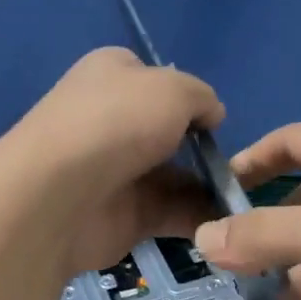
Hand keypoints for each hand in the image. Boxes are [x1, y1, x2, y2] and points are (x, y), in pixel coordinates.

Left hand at [5, 48, 225, 275]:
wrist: (60, 196)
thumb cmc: (117, 123)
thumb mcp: (173, 89)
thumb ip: (202, 97)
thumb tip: (212, 114)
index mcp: (112, 76)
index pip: (153, 78)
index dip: (186, 96)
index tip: (211, 118)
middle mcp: (111, 120)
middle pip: (168, 132)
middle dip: (203, 148)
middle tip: (236, 164)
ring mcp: (116, 171)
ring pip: (174, 176)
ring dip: (209, 187)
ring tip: (240, 198)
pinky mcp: (123, 215)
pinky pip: (170, 212)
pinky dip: (198, 217)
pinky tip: (225, 223)